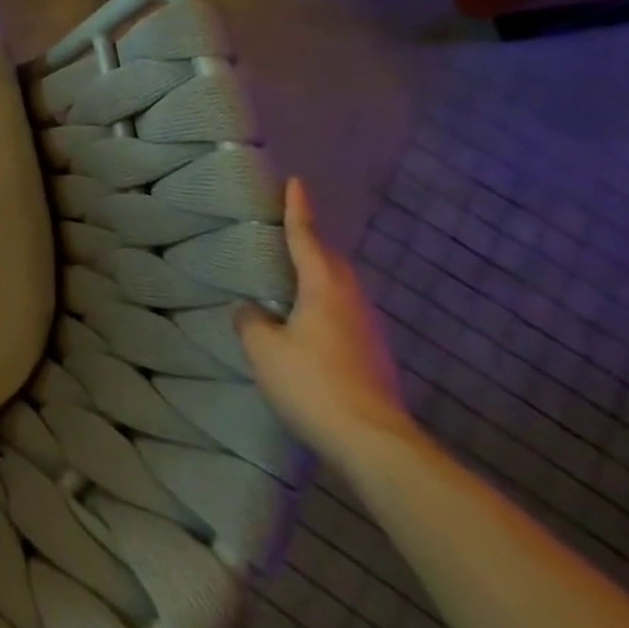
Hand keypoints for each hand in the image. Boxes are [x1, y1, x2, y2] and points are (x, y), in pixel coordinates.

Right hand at [237, 178, 413, 470]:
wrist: (375, 445)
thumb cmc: (313, 383)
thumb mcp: (263, 348)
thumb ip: (252, 320)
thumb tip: (252, 309)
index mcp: (324, 289)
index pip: (307, 239)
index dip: (298, 210)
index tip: (296, 182)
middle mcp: (352, 303)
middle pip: (332, 262)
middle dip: (312, 243)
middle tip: (288, 232)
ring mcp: (368, 332)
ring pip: (340, 289)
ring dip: (318, 276)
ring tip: (291, 276)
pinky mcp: (372, 358)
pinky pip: (342, 315)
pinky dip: (322, 305)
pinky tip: (304, 321)